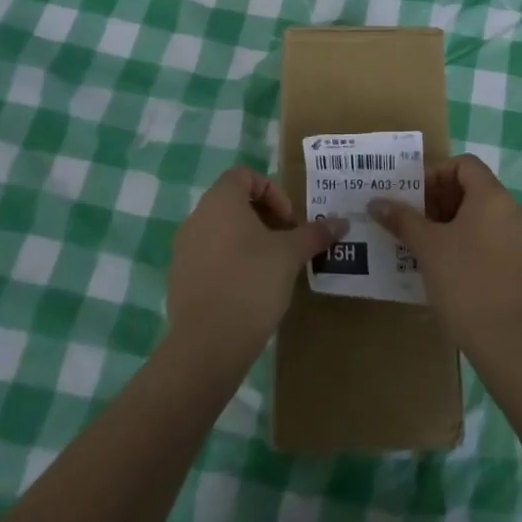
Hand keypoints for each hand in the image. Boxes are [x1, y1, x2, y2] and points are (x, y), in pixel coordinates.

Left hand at [166, 166, 342, 363]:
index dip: (272, 191)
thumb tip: (342, 223)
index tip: (289, 221)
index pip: (244, 176)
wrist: (207, 345)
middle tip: (286, 243)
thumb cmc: (251, 283)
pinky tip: (249, 290)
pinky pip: (209, 258)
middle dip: (264, 218)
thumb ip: (314, 234)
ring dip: (248, 241)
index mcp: (220, 201)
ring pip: (221, 231)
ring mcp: (183, 250)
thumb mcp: (290, 255)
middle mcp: (196, 218)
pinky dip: (231, 263)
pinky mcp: (179, 280)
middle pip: (233, 203)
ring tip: (271, 268)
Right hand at [368, 153, 521, 358]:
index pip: (464, 164)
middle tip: (410, 222)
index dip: (435, 174)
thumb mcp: (428, 248)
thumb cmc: (466, 283)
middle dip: (438, 201)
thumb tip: (376, 201)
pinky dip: (466, 243)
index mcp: (492, 196)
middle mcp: (511, 210)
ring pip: (480, 217)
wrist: (509, 343)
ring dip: (449, 225)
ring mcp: (519, 239)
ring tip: (420, 245)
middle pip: (472, 189)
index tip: (412, 198)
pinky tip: (443, 268)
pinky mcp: (520, 266)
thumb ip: (403, 219)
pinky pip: (489, 240)